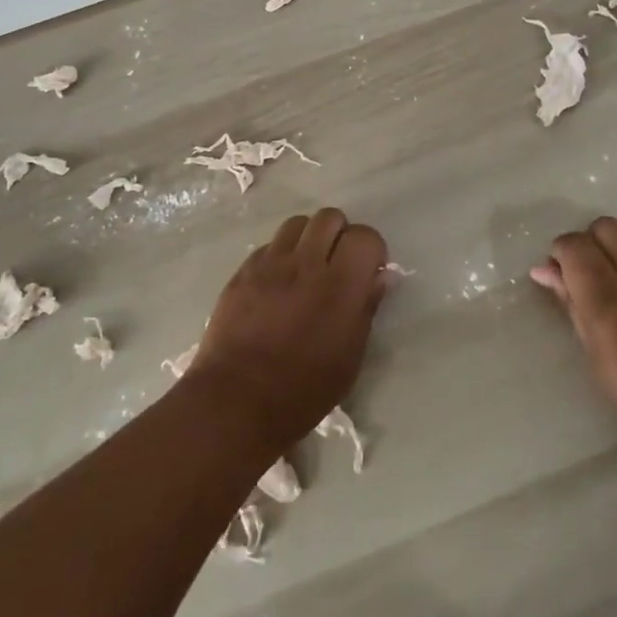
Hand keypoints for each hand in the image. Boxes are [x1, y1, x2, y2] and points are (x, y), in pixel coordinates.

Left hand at [188, 208, 388, 452]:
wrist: (236, 400)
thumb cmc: (303, 389)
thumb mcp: (350, 358)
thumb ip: (366, 308)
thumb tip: (381, 276)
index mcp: (340, 285)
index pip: (365, 236)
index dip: (371, 250)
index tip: (367, 272)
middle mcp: (306, 262)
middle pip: (330, 217)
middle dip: (340, 235)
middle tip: (337, 265)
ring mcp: (270, 263)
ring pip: (297, 223)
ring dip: (309, 239)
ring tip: (307, 268)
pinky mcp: (243, 270)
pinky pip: (269, 245)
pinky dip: (281, 255)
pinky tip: (278, 284)